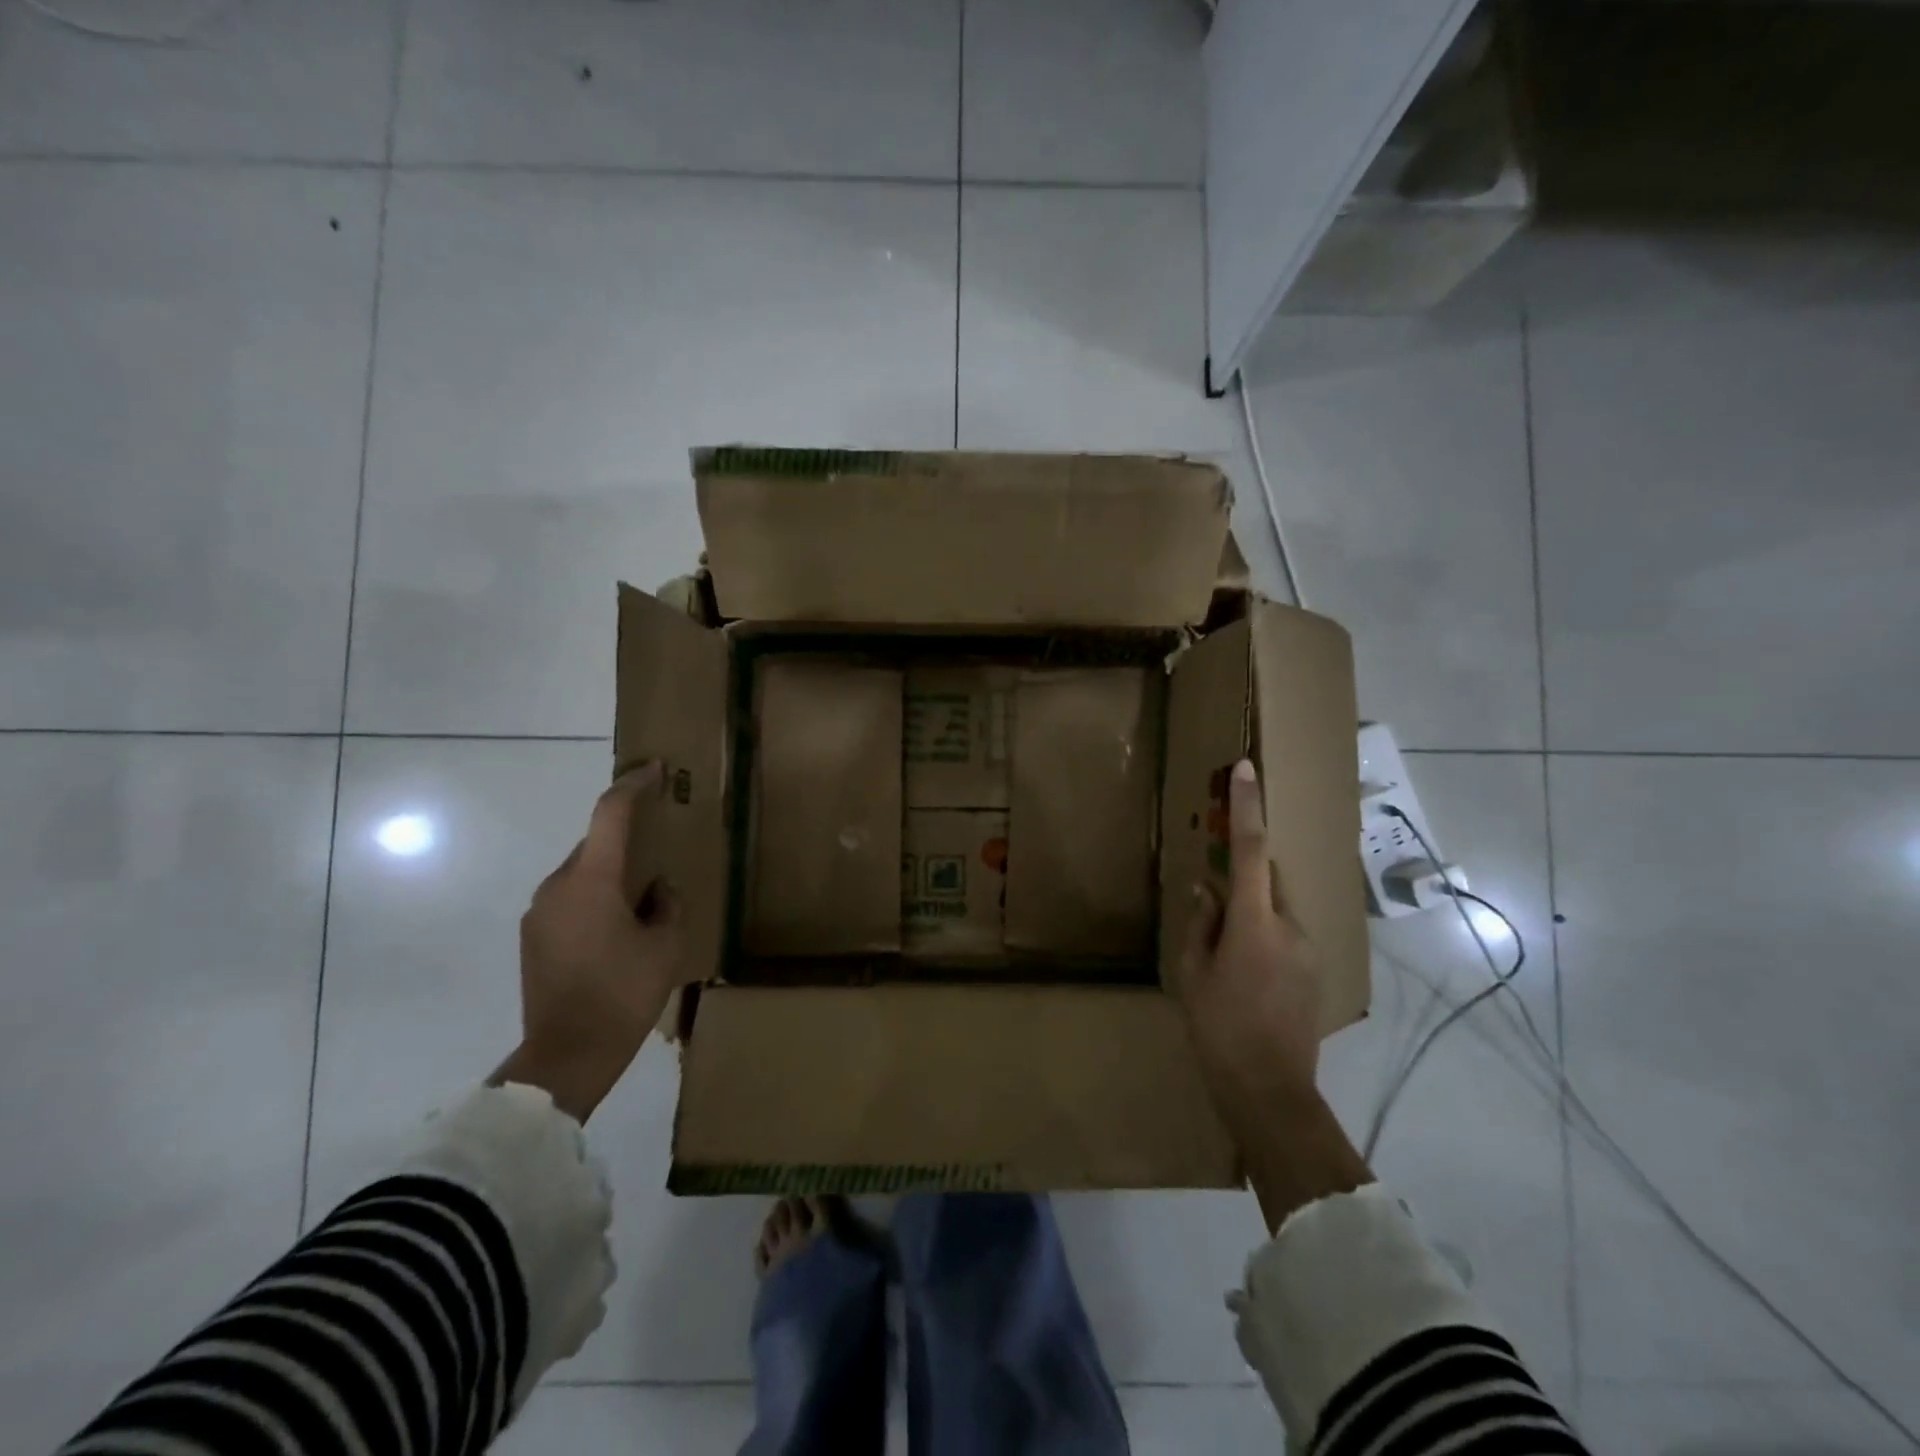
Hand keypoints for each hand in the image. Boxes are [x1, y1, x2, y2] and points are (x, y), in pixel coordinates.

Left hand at [494, 763, 686, 1123]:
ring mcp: (539, 912)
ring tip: (642, 900)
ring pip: (582, 873)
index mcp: (591, 880)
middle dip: (627, 839)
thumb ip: (667, 904)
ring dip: (610, 874)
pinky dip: (594, 899)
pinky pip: (569, 899)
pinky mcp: (533, 938)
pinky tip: (617, 929)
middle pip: (595, 844)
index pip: (610, 814)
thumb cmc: (623, 993)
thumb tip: (658, 889)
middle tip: (659, 848)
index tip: (654, 770)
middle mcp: (557, 886)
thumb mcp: (665, 946)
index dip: (633, 786)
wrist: (567, 1054)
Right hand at [1174, 759, 1321, 1114]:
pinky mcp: (1316, 970)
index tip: (1246, 769)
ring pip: (1274, 910)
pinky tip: (1245, 977)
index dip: (1247, 807)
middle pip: (1265, 881)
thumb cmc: (1218, 1029)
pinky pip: (1284, 935)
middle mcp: (1291, 927)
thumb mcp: (1192, 973)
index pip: (1251, 851)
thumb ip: (1200, 923)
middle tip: (1212, 906)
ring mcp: (1309, 950)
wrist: (1271, 1092)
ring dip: (1250, 915)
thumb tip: (1206, 889)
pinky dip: (1263, 938)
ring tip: (1224, 958)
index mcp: (1255, 924)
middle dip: (1240, 879)